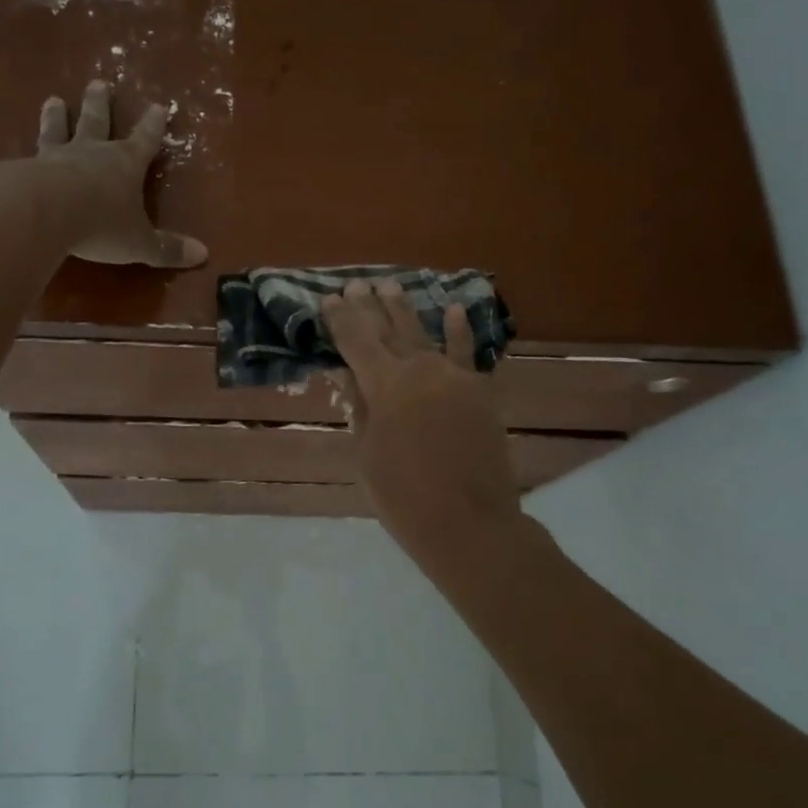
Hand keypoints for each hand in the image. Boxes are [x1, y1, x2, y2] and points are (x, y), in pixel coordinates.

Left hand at [0, 80, 207, 267]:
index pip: (145, 140)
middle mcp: (88, 154)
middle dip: (99, 104)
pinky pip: (5, 168)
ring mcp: (51, 160)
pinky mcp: (17, 173)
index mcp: (123, 165)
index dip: (154, 125)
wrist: (47, 215)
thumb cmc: (101, 226)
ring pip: (54, 133)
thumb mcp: (141, 243)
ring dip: (54, 118)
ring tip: (52, 100)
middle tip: (98, 83)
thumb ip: (168, 249)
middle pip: (96, 123)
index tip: (160, 105)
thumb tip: (203, 254)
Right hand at [321, 280, 524, 576]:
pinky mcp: (479, 391)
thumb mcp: (367, 453)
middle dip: (369, 306)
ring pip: (424, 334)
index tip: (328, 299)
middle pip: (388, 330)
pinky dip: (459, 331)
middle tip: (356, 284)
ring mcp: (454, 377)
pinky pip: (468, 354)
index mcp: (384, 385)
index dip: (340, 319)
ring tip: (390, 285)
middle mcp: (419, 369)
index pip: (355, 341)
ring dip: (405, 309)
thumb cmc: (403, 496)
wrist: (469, 522)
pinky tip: (453, 310)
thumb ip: (360, 408)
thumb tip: (346, 373)